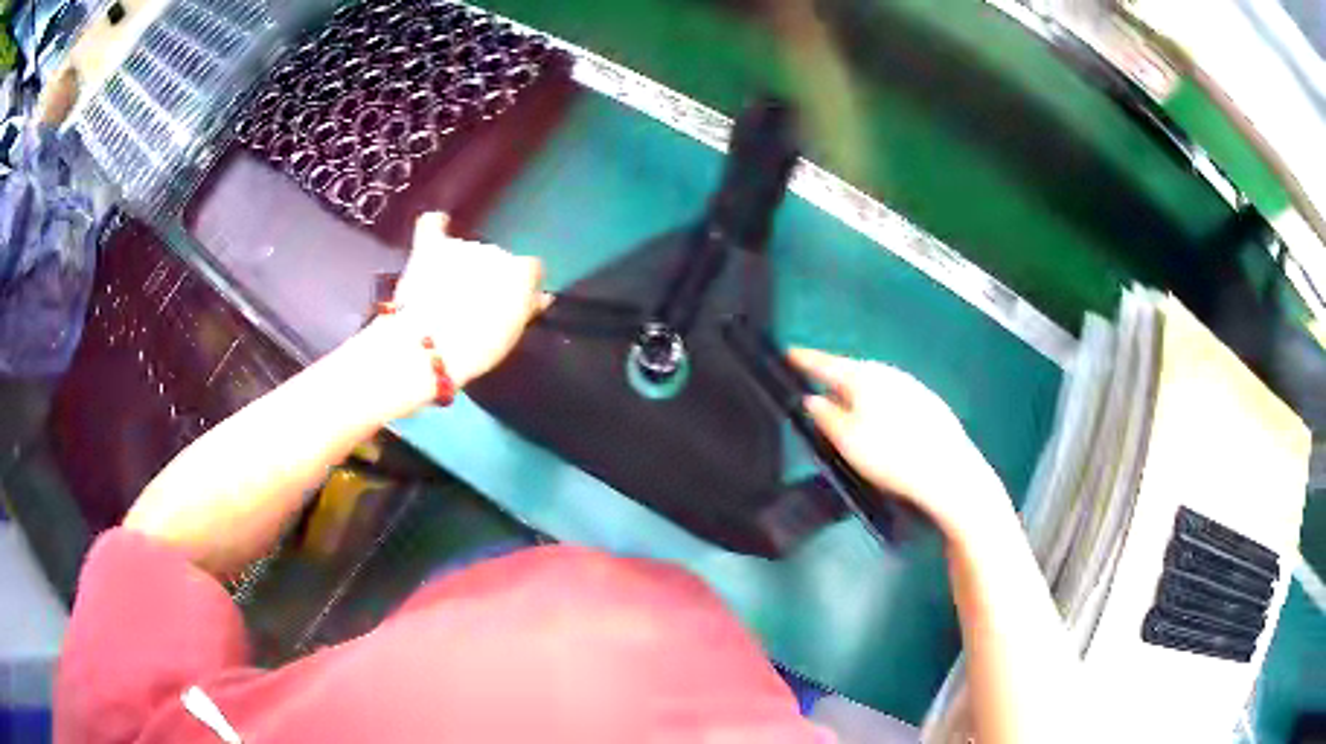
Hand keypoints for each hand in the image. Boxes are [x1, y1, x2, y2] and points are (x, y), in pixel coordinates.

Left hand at [388, 213, 543, 388]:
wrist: (431, 346)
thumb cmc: (478, 348)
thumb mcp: (511, 332)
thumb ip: (527, 308)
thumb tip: (541, 297)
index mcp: (521, 270)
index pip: (530, 269)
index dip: (520, 286)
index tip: (510, 303)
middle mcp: (495, 250)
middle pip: (496, 260)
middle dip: (486, 279)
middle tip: (473, 308)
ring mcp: (461, 247)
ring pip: (466, 251)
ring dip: (461, 266)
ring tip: (446, 295)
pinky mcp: (430, 249)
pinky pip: (433, 225)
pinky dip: (436, 226)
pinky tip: (439, 223)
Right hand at [788, 348, 1007, 538]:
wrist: (948, 472)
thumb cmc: (891, 456)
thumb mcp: (847, 441)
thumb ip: (825, 417)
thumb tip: (811, 399)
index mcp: (864, 377)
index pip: (826, 363)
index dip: (805, 359)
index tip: (788, 353)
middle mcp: (889, 373)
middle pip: (853, 372)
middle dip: (833, 378)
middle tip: (815, 386)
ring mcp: (913, 387)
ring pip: (876, 384)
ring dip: (857, 392)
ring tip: (845, 409)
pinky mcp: (930, 404)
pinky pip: (894, 396)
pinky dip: (880, 403)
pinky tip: (882, 424)